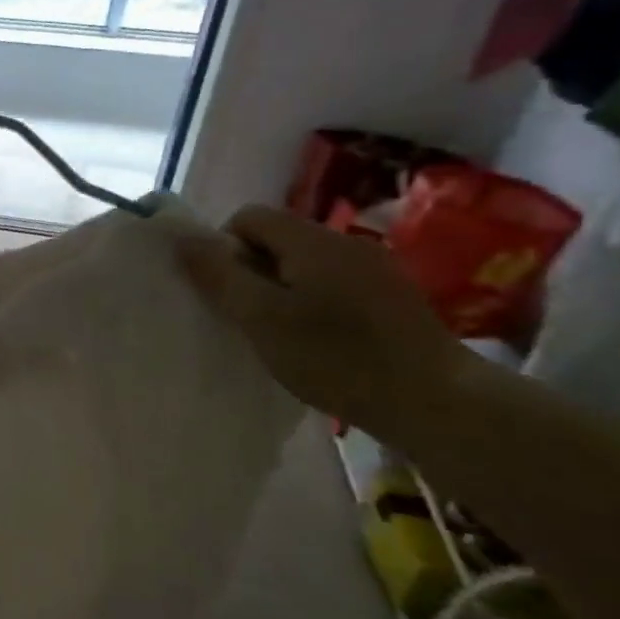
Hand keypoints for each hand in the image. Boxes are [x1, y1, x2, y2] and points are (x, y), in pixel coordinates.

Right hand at [174, 205, 474, 441]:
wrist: (436, 402)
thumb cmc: (336, 357)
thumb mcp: (261, 317)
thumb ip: (219, 275)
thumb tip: (183, 239)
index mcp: (312, 241)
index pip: (248, 216)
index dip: (223, 247)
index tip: (224, 292)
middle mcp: (345, 242)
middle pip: (277, 239)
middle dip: (251, 270)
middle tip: (247, 317)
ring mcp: (376, 269)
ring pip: (305, 264)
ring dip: (281, 289)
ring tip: (279, 333)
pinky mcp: (393, 297)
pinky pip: (333, 284)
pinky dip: (312, 303)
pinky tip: (318, 342)